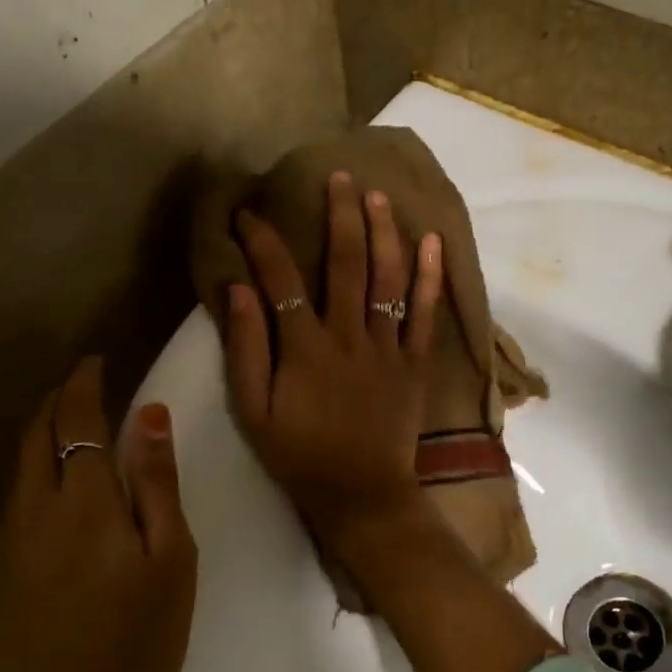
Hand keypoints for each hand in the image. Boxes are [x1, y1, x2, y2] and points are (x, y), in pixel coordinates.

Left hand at [0, 356, 197, 671]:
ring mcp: (11, 542)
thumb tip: (150, 415)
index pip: (77, 422)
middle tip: (81, 383)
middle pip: (36, 436)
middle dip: (56, 401)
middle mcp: (35, 511)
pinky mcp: (1, 571)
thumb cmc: (139, 640)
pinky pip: (13, 498)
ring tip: (67, 421)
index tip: (96, 361)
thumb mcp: (170, 559)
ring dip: (40, 432)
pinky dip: (31, 469)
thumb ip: (156, 484)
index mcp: (84, 503)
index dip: (84, 385)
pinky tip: (50, 483)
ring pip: (19, 466)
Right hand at [223, 171, 444, 545]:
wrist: (361, 495)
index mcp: (305, 347)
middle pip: (346, 263)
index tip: (249, 213)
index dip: (263, 241)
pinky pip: (425, 314)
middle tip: (338, 176)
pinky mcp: (415, 364)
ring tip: (378, 196)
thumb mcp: (254, 412)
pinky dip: (430, 277)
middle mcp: (349, 336)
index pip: (281, 278)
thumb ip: (246, 349)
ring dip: (384, 232)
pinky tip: (432, 242)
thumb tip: (238, 290)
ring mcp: (387, 348)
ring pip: (388, 278)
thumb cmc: (300, 456)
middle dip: (340, 215)